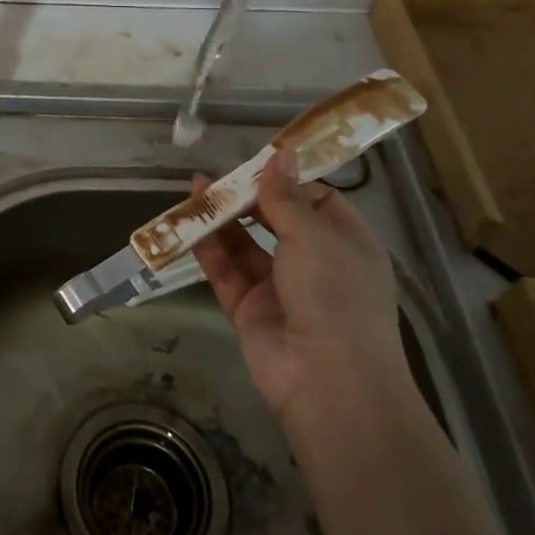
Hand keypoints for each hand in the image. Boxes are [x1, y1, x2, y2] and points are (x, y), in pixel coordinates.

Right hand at [192, 148, 408, 426]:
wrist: (328, 380)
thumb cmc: (335, 294)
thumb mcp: (314, 235)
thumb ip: (286, 196)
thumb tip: (281, 154)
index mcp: (346, 243)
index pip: (317, 200)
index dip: (288, 180)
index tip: (257, 162)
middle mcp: (315, 263)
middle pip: (276, 220)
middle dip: (247, 197)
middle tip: (217, 175)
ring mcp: (280, 288)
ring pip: (246, 245)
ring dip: (222, 219)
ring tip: (194, 190)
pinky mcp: (249, 310)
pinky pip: (226, 272)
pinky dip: (208, 249)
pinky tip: (188, 225)